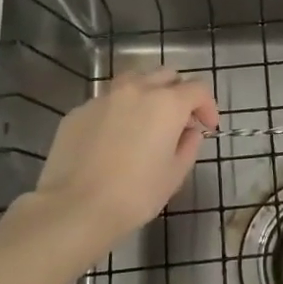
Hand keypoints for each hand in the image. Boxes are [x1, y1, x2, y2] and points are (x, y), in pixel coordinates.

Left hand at [34, 69, 218, 245]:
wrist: (75, 207)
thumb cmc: (135, 195)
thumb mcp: (175, 175)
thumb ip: (188, 145)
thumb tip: (189, 132)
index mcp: (166, 103)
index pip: (198, 89)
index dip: (207, 106)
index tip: (207, 127)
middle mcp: (136, 90)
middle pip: (166, 76)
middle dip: (178, 94)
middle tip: (178, 121)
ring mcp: (104, 97)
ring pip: (133, 81)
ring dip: (147, 94)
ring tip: (145, 121)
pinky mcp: (79, 111)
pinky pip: (107, 102)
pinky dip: (118, 112)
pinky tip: (113, 139)